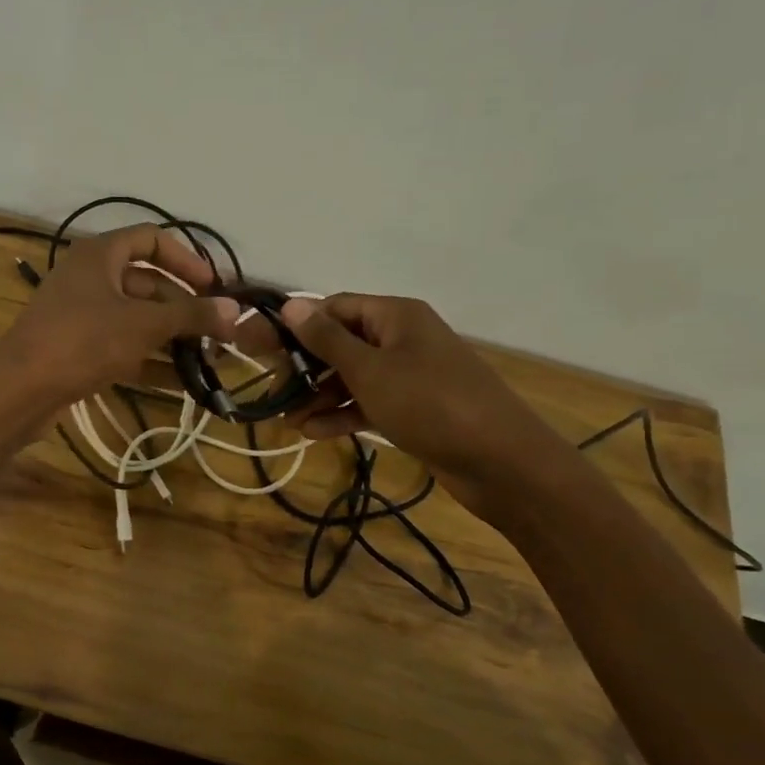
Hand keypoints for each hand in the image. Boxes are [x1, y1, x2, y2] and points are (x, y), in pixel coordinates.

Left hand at [0, 225, 237, 405]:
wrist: (20, 391)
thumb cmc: (82, 342)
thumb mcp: (143, 325)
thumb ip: (190, 314)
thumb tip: (235, 310)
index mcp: (99, 255)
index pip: (151, 239)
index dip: (187, 259)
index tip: (214, 287)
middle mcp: (89, 278)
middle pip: (147, 284)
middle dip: (184, 308)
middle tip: (219, 333)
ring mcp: (81, 316)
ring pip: (136, 319)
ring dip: (171, 338)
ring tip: (209, 360)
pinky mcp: (77, 350)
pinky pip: (122, 347)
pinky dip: (150, 360)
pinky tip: (182, 383)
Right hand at [278, 294, 575, 516]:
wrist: (500, 461)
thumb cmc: (429, 403)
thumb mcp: (370, 370)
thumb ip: (327, 339)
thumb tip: (291, 304)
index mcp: (395, 316)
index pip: (335, 307)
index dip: (299, 326)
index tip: (265, 350)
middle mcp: (402, 338)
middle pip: (341, 343)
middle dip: (305, 368)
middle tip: (273, 392)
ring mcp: (409, 375)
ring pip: (352, 377)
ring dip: (319, 396)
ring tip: (287, 421)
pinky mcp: (413, 408)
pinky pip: (368, 402)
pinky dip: (342, 414)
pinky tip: (313, 433)